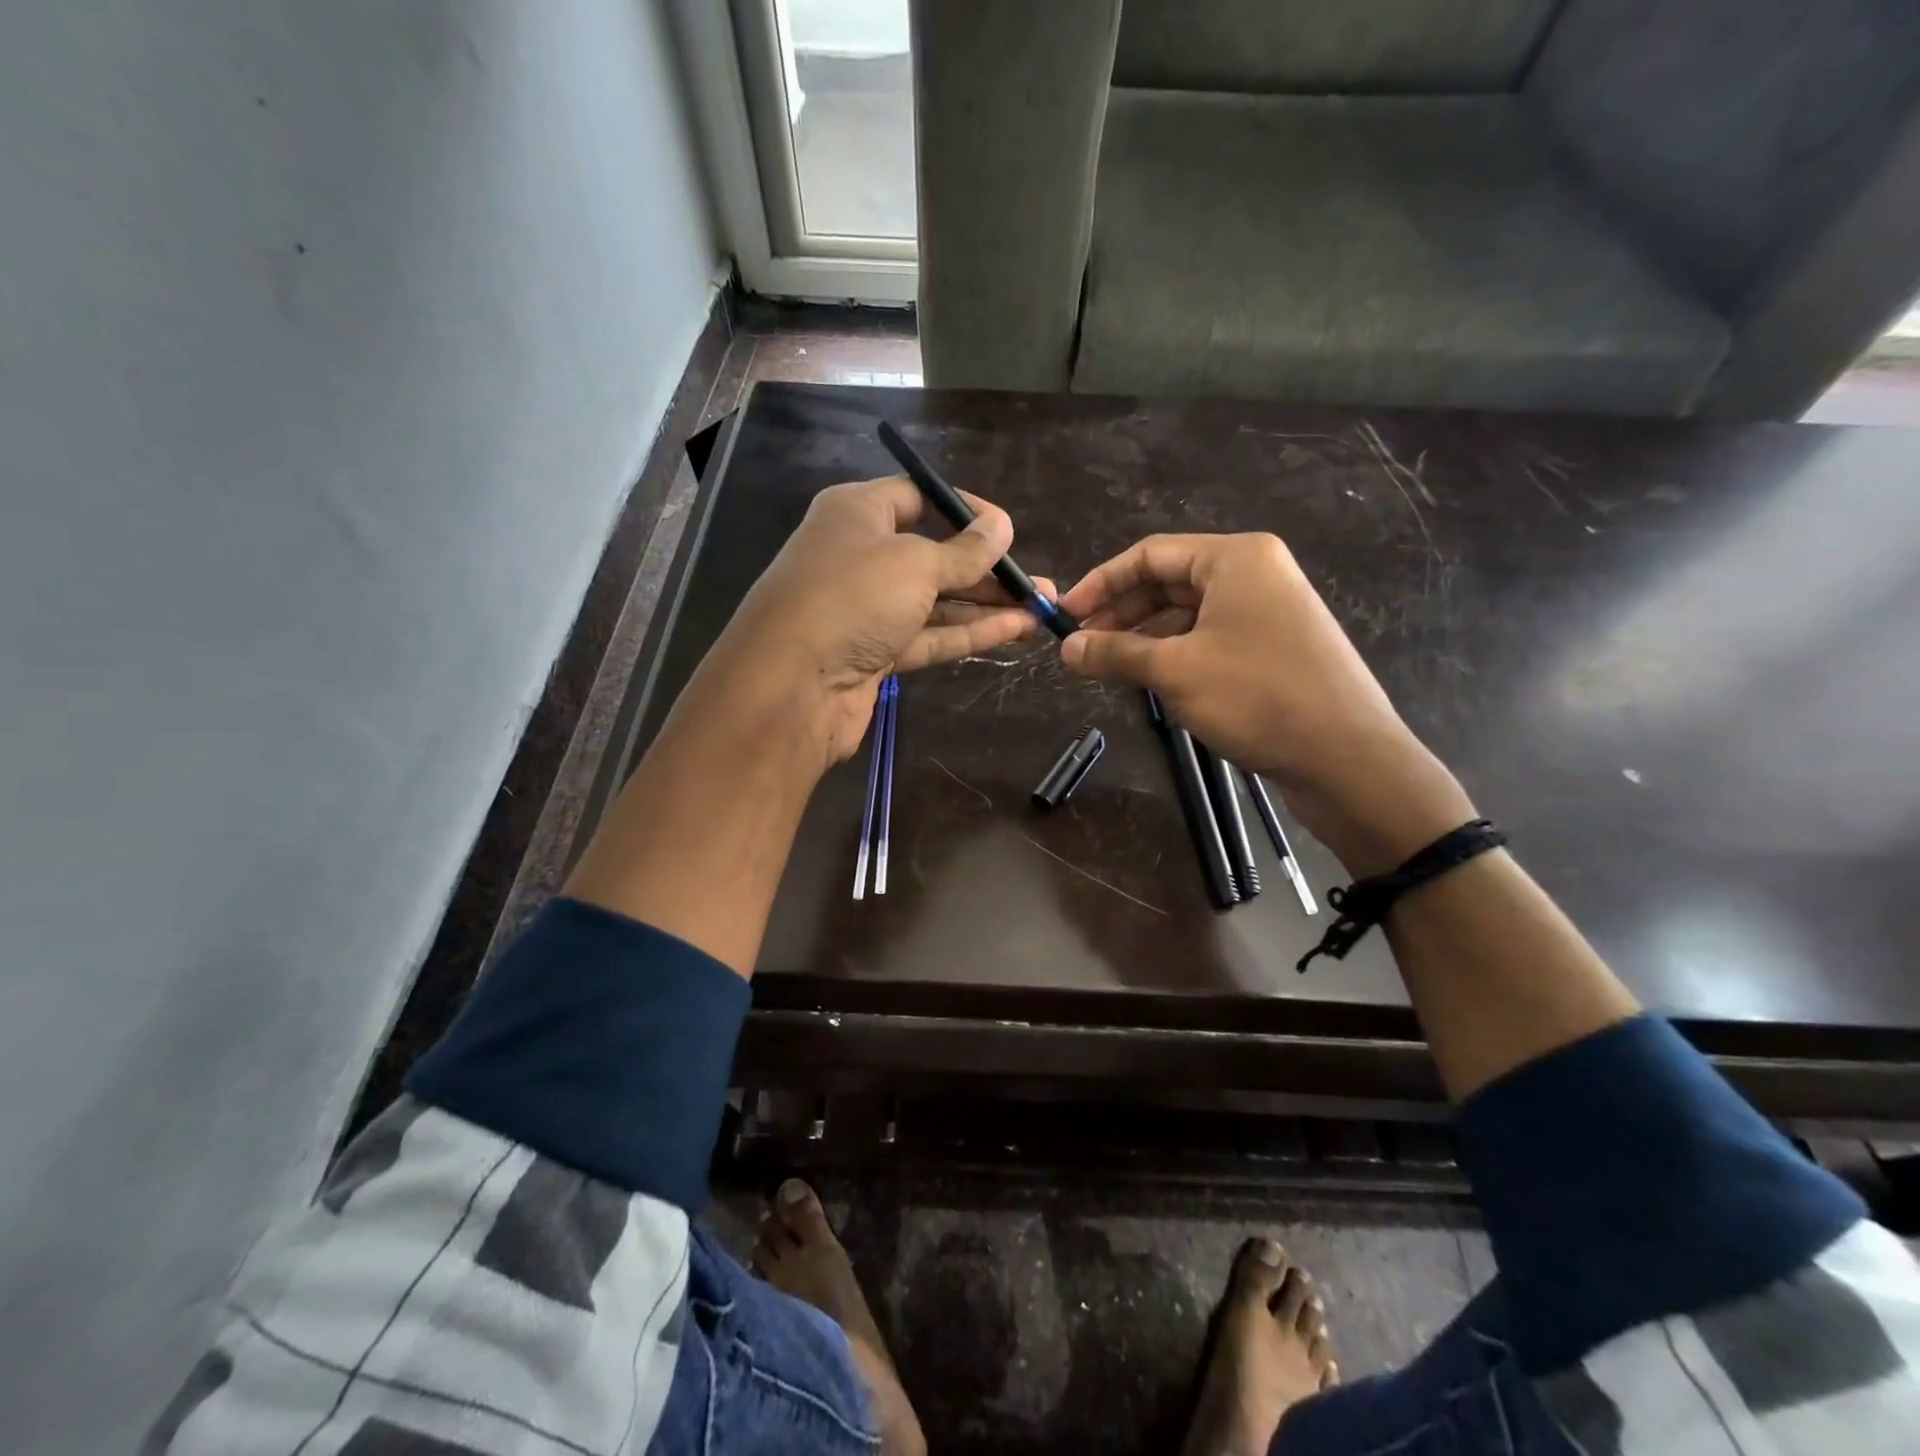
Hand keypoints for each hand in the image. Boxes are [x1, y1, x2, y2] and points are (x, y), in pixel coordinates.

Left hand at [699, 476, 1049, 763]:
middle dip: (986, 569)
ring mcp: (867, 608)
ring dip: (986, 605)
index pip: (918, 497)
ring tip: (1040, 608)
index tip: (1007, 529)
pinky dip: (968, 632)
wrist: (790, 686)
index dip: (965, 510)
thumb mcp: (915, 563)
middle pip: (933, 554)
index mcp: (857, 513)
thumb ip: (964, 551)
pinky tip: (1014, 630)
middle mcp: (860, 555)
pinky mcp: (875, 652)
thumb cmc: (852, 598)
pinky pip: (929, 634)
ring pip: (935, 600)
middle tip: (1036, 581)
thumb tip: (1002, 527)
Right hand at [1057, 533, 1473, 873]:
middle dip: (1121, 613)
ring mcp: (1266, 612)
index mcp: (1235, 559)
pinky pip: (1208, 638)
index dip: (1100, 584)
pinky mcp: (1271, 648)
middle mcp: (1253, 574)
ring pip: (1186, 615)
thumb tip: (1065, 649)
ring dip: (1143, 638)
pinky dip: (1173, 655)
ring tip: (1107, 668)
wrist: (1345, 757)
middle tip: (1081, 648)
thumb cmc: (1257, 696)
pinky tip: (1148, 681)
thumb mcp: (1174, 671)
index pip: (1150, 555)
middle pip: (1168, 582)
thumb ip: (1115, 653)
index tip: (1064, 617)